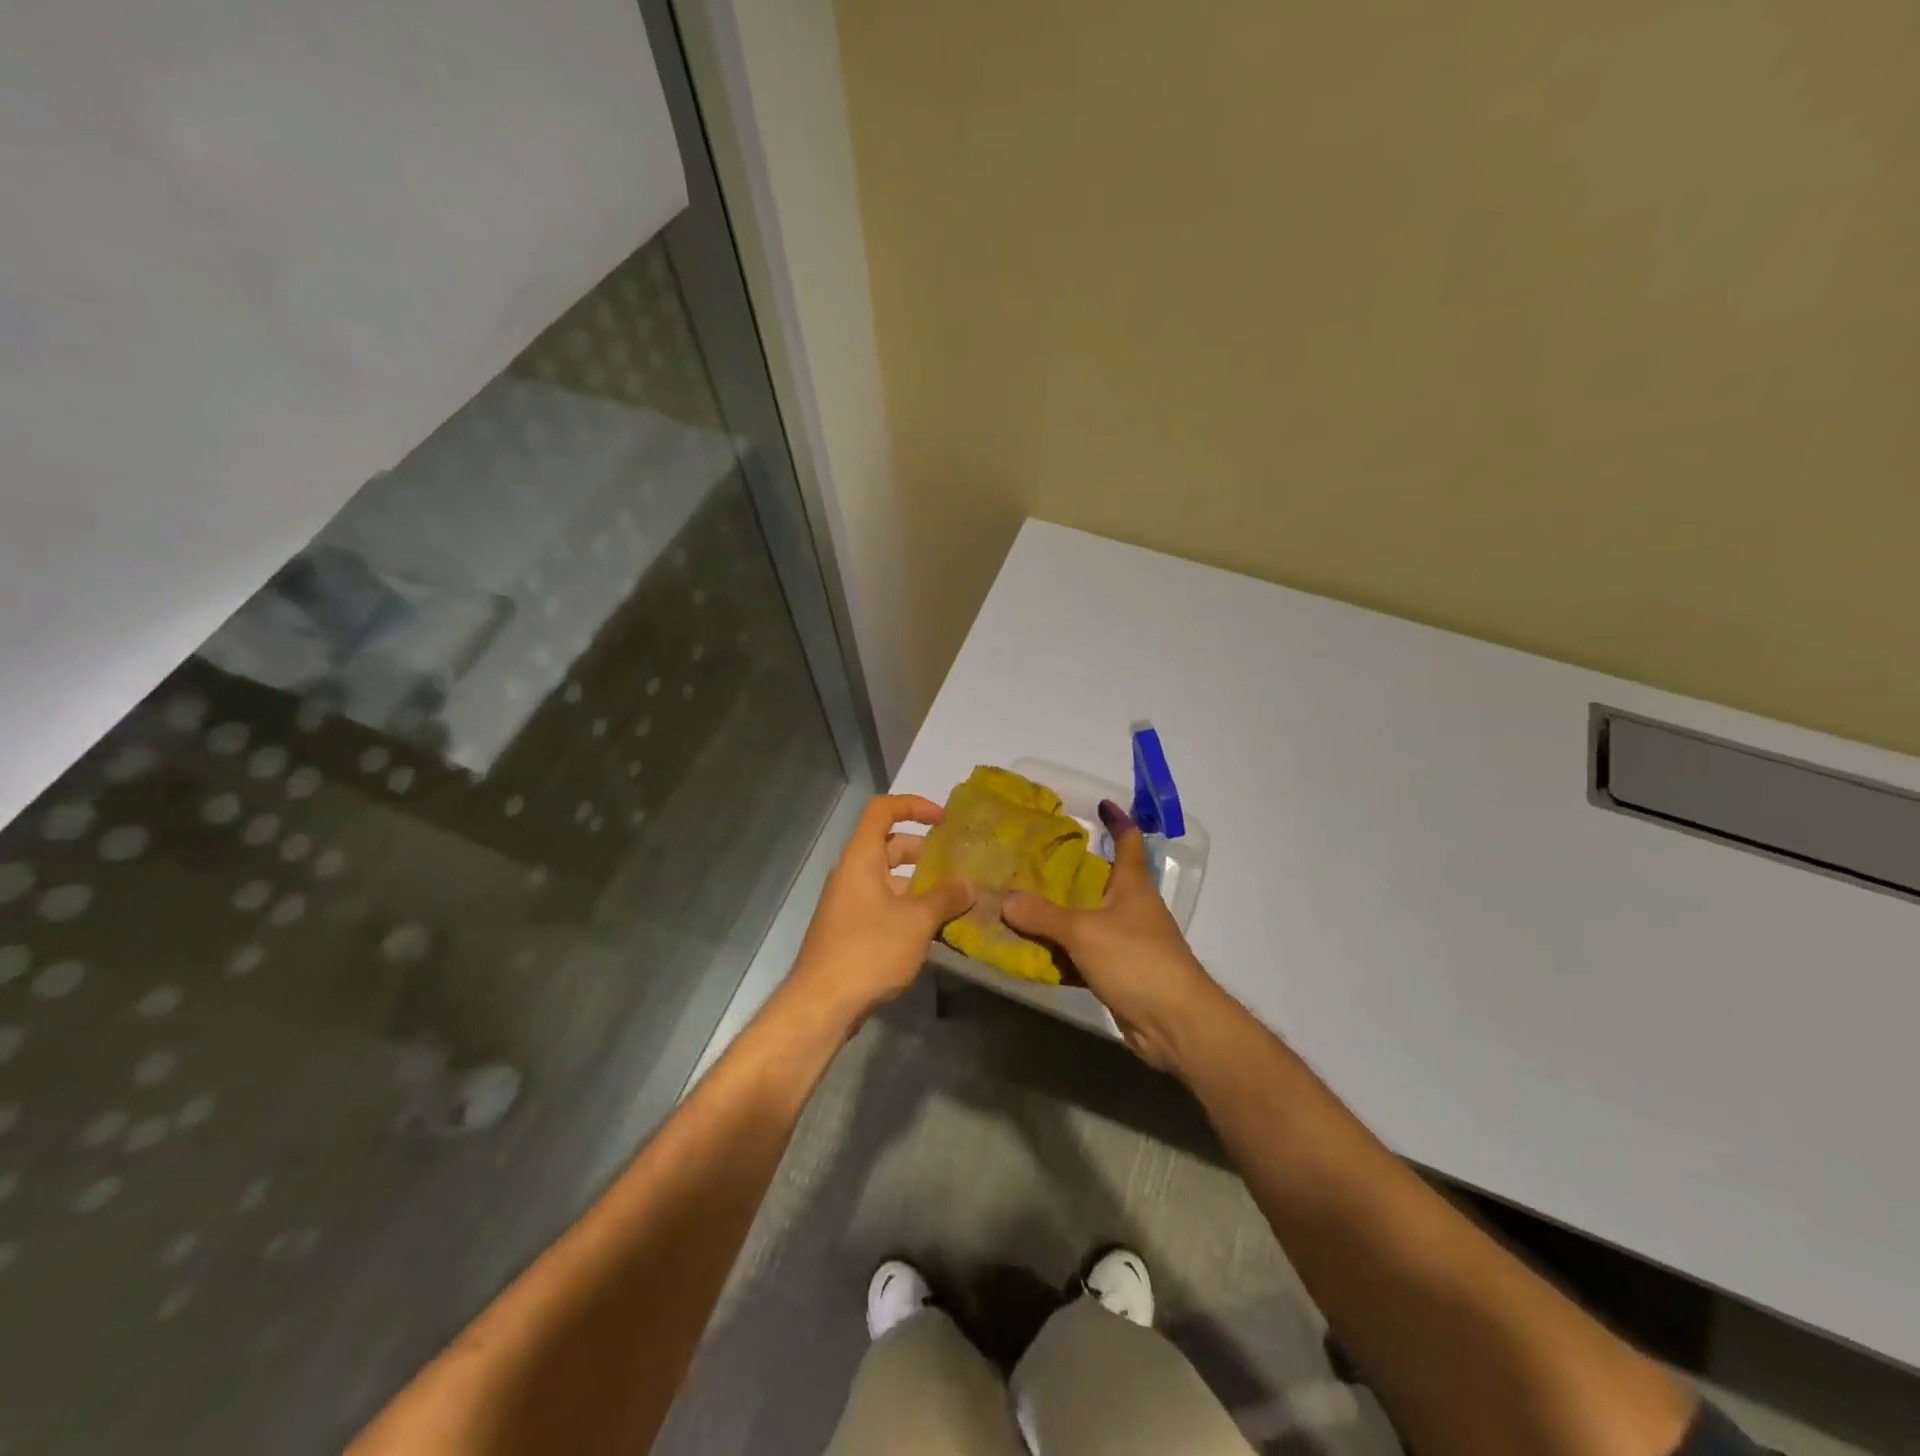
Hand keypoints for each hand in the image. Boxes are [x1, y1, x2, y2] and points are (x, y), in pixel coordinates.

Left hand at [785, 794, 973, 1029]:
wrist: (822, 1004)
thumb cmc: (868, 950)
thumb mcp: (916, 922)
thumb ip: (945, 898)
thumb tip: (968, 884)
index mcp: (861, 857)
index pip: (883, 810)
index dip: (913, 805)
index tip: (944, 820)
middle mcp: (851, 873)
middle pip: (888, 845)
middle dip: (924, 850)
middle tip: (957, 863)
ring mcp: (848, 902)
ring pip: (888, 878)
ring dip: (919, 883)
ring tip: (954, 898)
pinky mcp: (850, 929)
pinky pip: (883, 903)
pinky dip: (908, 906)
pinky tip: (933, 928)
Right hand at [1003, 800, 1224, 1073]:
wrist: (1175, 1023)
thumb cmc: (1137, 960)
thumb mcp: (1084, 932)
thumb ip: (1043, 916)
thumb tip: (1006, 900)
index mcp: (1133, 886)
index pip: (1129, 842)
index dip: (1117, 821)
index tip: (1101, 804)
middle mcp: (1133, 908)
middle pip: (1103, 880)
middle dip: (1073, 869)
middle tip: (1034, 859)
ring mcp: (1128, 942)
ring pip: (1090, 918)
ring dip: (1063, 912)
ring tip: (1024, 901)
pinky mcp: (1121, 972)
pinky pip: (1085, 953)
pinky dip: (1063, 951)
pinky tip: (1036, 952)